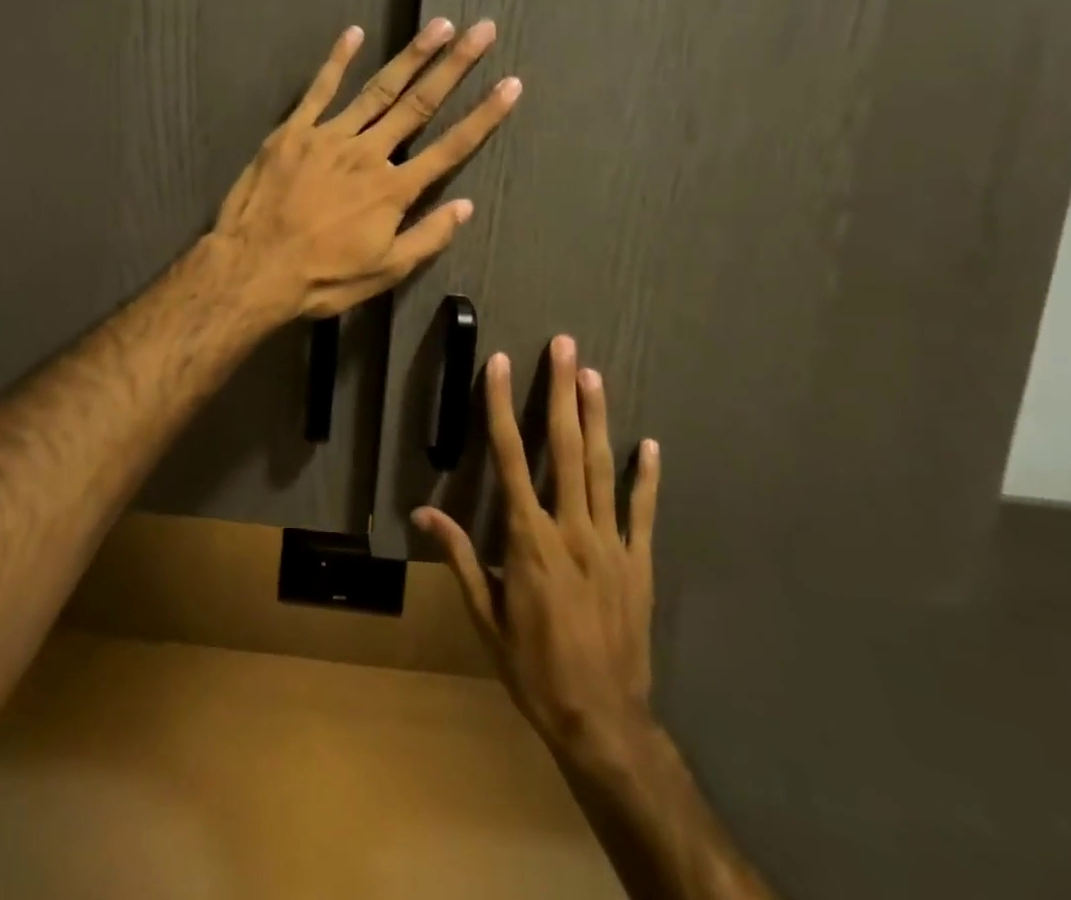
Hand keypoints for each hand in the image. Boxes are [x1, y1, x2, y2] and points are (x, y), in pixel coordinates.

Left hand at [211, 18, 519, 321]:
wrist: (252, 268)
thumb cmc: (321, 278)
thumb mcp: (383, 271)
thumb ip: (427, 237)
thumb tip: (465, 206)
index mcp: (393, 189)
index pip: (450, 147)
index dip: (484, 116)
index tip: (511, 85)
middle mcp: (367, 153)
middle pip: (418, 104)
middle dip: (454, 66)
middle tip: (482, 30)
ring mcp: (328, 137)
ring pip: (377, 89)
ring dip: (411, 56)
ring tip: (439, 26)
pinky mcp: (293, 132)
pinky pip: (318, 90)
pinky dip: (337, 61)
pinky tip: (354, 33)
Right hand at [416, 336, 661, 766]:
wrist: (603, 723)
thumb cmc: (533, 668)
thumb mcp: (485, 616)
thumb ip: (458, 556)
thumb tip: (422, 512)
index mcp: (529, 539)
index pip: (510, 457)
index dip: (501, 406)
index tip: (501, 364)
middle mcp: (572, 529)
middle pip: (564, 448)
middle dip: (561, 392)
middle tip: (564, 347)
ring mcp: (611, 543)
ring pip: (602, 467)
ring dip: (596, 417)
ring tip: (593, 375)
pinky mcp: (640, 563)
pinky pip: (644, 511)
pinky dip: (646, 476)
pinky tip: (648, 444)